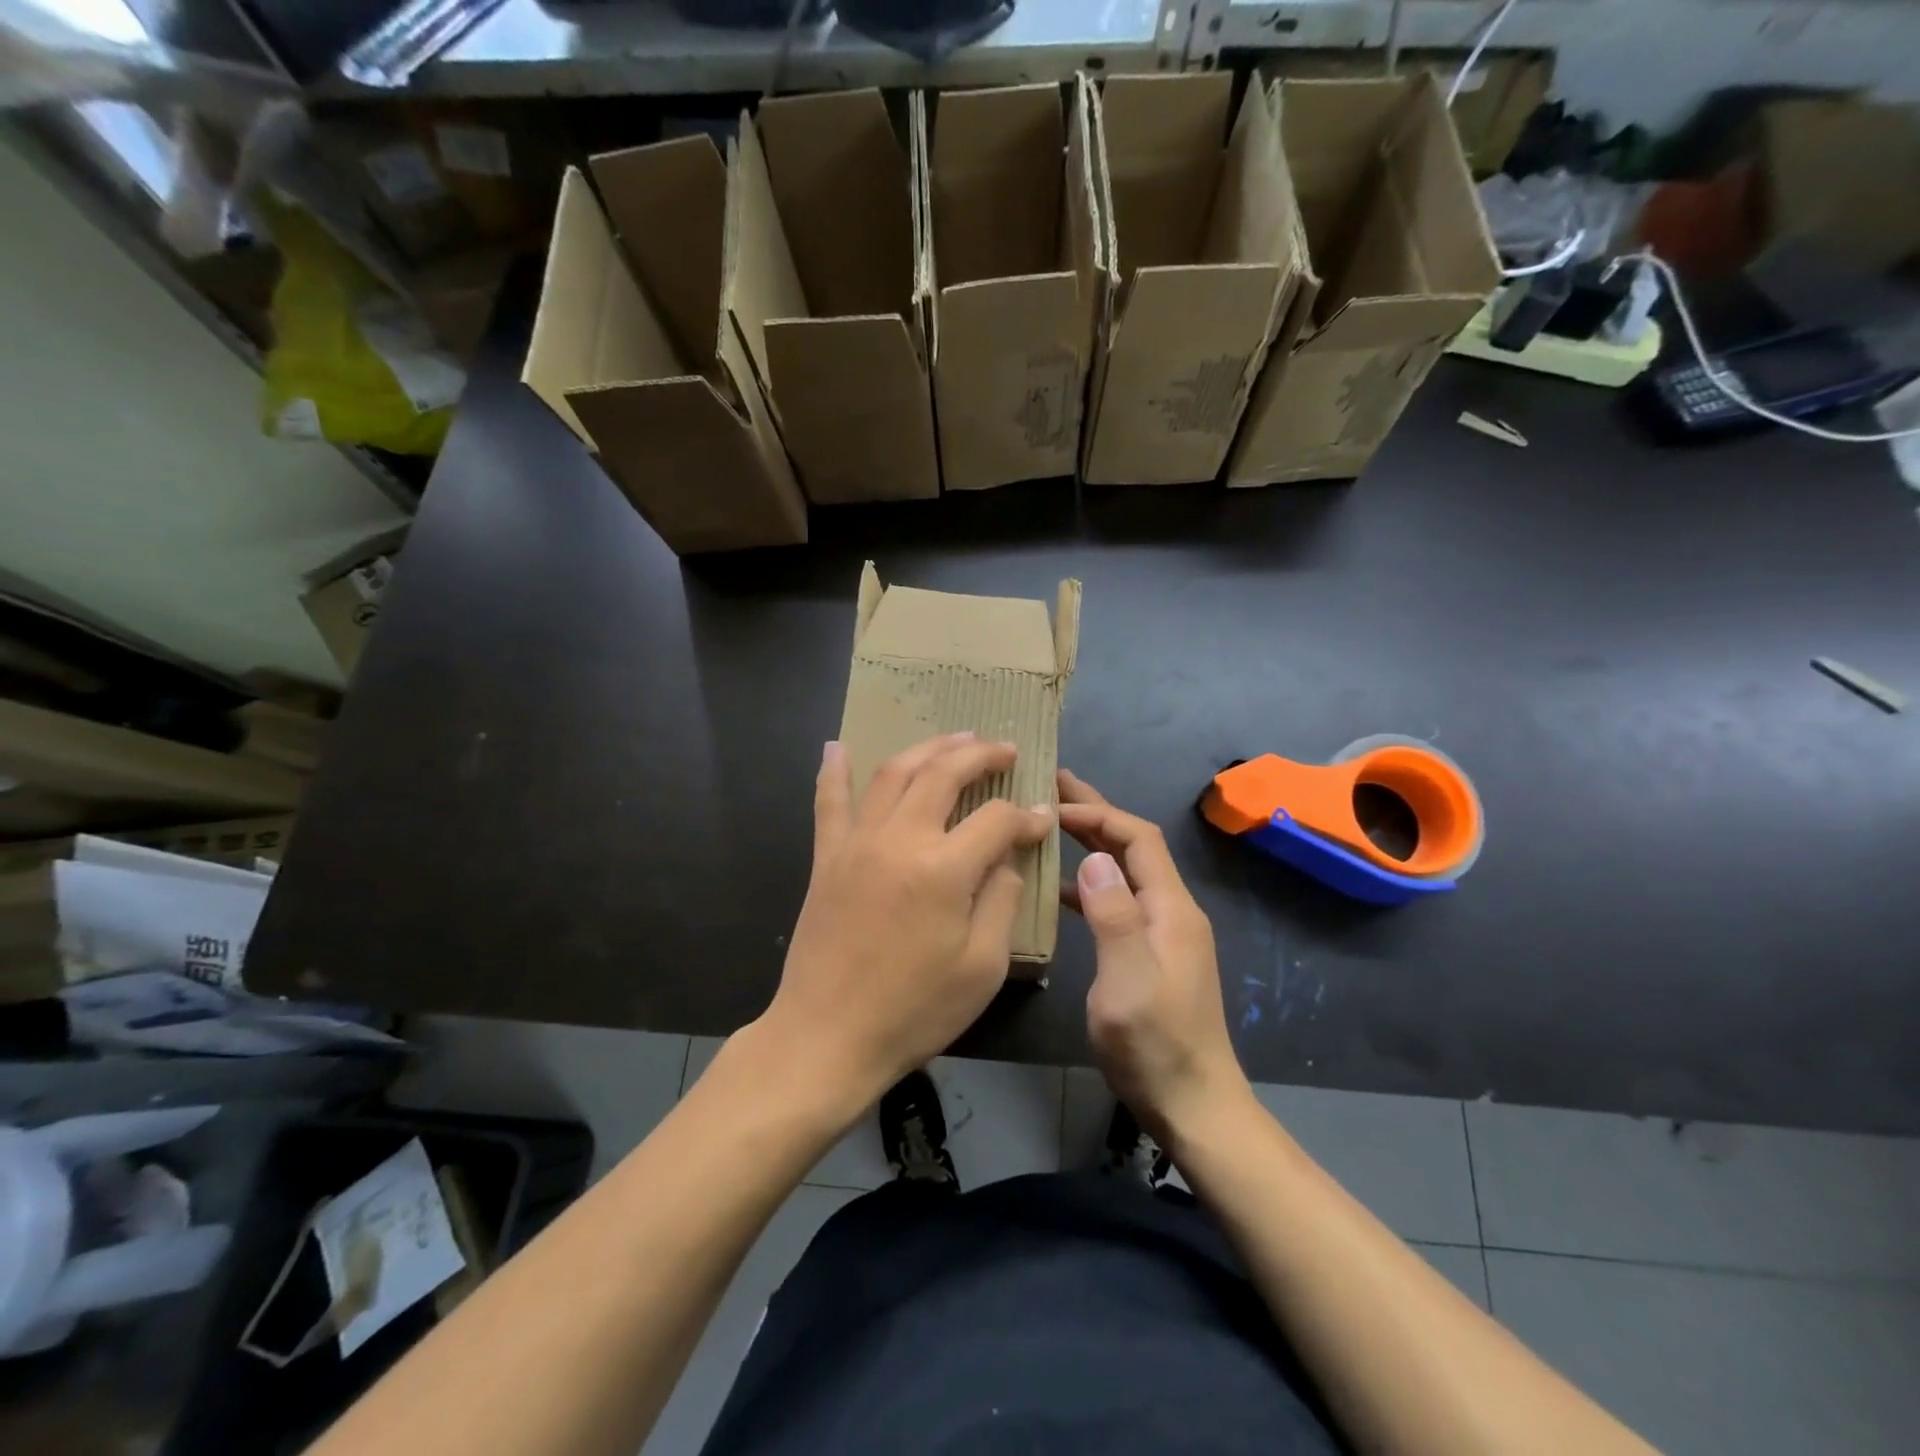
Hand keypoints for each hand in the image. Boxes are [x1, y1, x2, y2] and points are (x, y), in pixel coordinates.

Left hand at [758, 734, 1053, 1121]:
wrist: (827, 1037)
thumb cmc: (914, 1010)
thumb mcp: (982, 967)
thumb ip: (1000, 899)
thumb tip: (1006, 856)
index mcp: (943, 869)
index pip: (996, 820)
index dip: (1026, 818)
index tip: (1042, 821)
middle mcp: (899, 839)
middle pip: (943, 774)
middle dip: (981, 755)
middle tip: (1006, 749)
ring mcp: (857, 843)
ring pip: (894, 774)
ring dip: (928, 749)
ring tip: (956, 738)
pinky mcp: (827, 858)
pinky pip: (830, 803)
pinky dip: (834, 771)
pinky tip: (838, 747)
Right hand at [1058, 769, 1247, 1138]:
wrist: (1193, 1104)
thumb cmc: (1155, 1045)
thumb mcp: (1128, 982)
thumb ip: (1114, 917)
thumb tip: (1094, 857)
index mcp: (1171, 909)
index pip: (1138, 838)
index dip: (1098, 813)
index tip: (1053, 804)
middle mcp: (1172, 911)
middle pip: (1135, 846)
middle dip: (1097, 813)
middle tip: (1053, 786)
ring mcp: (1164, 933)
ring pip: (1126, 871)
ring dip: (1092, 844)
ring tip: (1050, 825)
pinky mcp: (1152, 953)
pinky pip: (1120, 901)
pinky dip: (1092, 883)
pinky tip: (1061, 888)